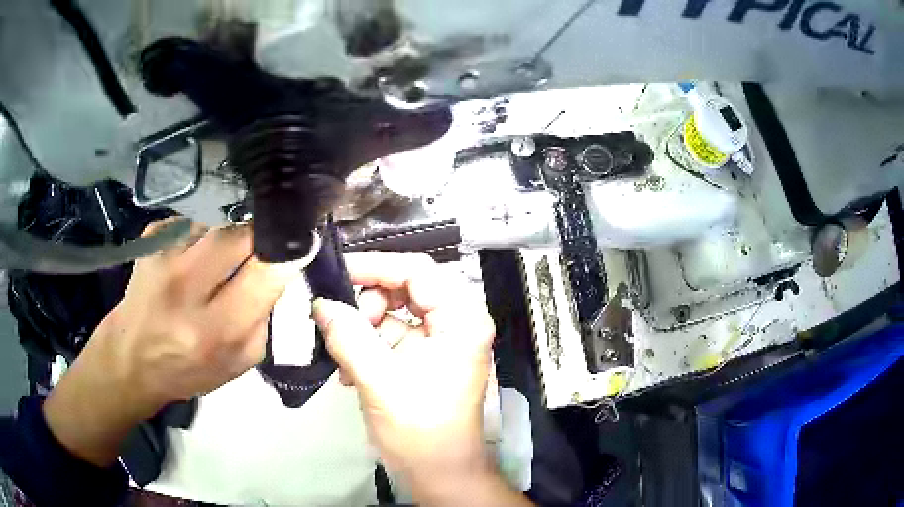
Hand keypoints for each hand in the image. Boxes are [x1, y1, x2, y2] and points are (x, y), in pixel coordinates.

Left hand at [44, 220, 301, 466]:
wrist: (130, 358)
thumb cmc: (187, 370)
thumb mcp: (238, 364)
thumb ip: (263, 320)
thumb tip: (278, 273)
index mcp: (214, 330)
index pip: (265, 272)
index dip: (288, 253)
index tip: (302, 245)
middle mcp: (185, 288)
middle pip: (240, 234)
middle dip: (259, 238)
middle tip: (258, 251)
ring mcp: (163, 257)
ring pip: (217, 225)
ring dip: (227, 240)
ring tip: (217, 263)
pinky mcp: (150, 239)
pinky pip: (192, 223)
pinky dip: (201, 237)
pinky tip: (191, 259)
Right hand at [313, 252, 531, 506]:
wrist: (439, 473)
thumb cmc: (421, 430)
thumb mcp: (379, 380)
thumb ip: (347, 336)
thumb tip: (321, 303)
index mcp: (461, 319)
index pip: (418, 270)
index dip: (375, 266)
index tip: (337, 275)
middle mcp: (456, 321)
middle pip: (406, 286)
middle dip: (368, 301)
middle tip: (341, 322)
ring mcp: (441, 338)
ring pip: (395, 309)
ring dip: (364, 325)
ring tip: (344, 353)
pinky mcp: (426, 355)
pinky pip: (392, 332)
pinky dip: (368, 343)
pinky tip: (350, 368)